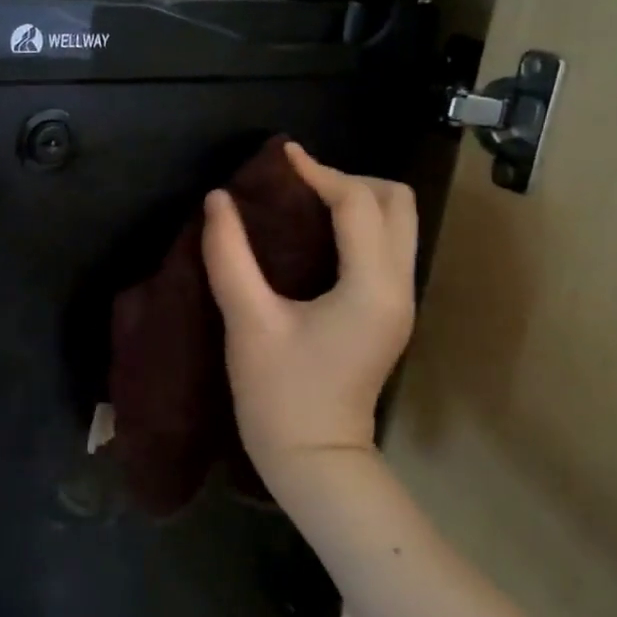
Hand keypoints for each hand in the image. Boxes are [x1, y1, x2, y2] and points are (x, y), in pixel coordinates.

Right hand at [201, 143, 416, 495]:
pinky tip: (312, 236)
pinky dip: (356, 227)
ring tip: (302, 202)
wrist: (313, 459)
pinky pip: (384, 248)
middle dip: (349, 180)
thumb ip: (230, 255)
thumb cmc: (279, 394)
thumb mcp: (248, 321)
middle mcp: (398, 287)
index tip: (279, 157)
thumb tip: (217, 201)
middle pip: (397, 203)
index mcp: (371, 286)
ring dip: (356, 201)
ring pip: (397, 225)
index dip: (318, 172)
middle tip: (297, 184)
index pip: (357, 204)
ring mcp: (399, 302)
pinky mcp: (387, 314)